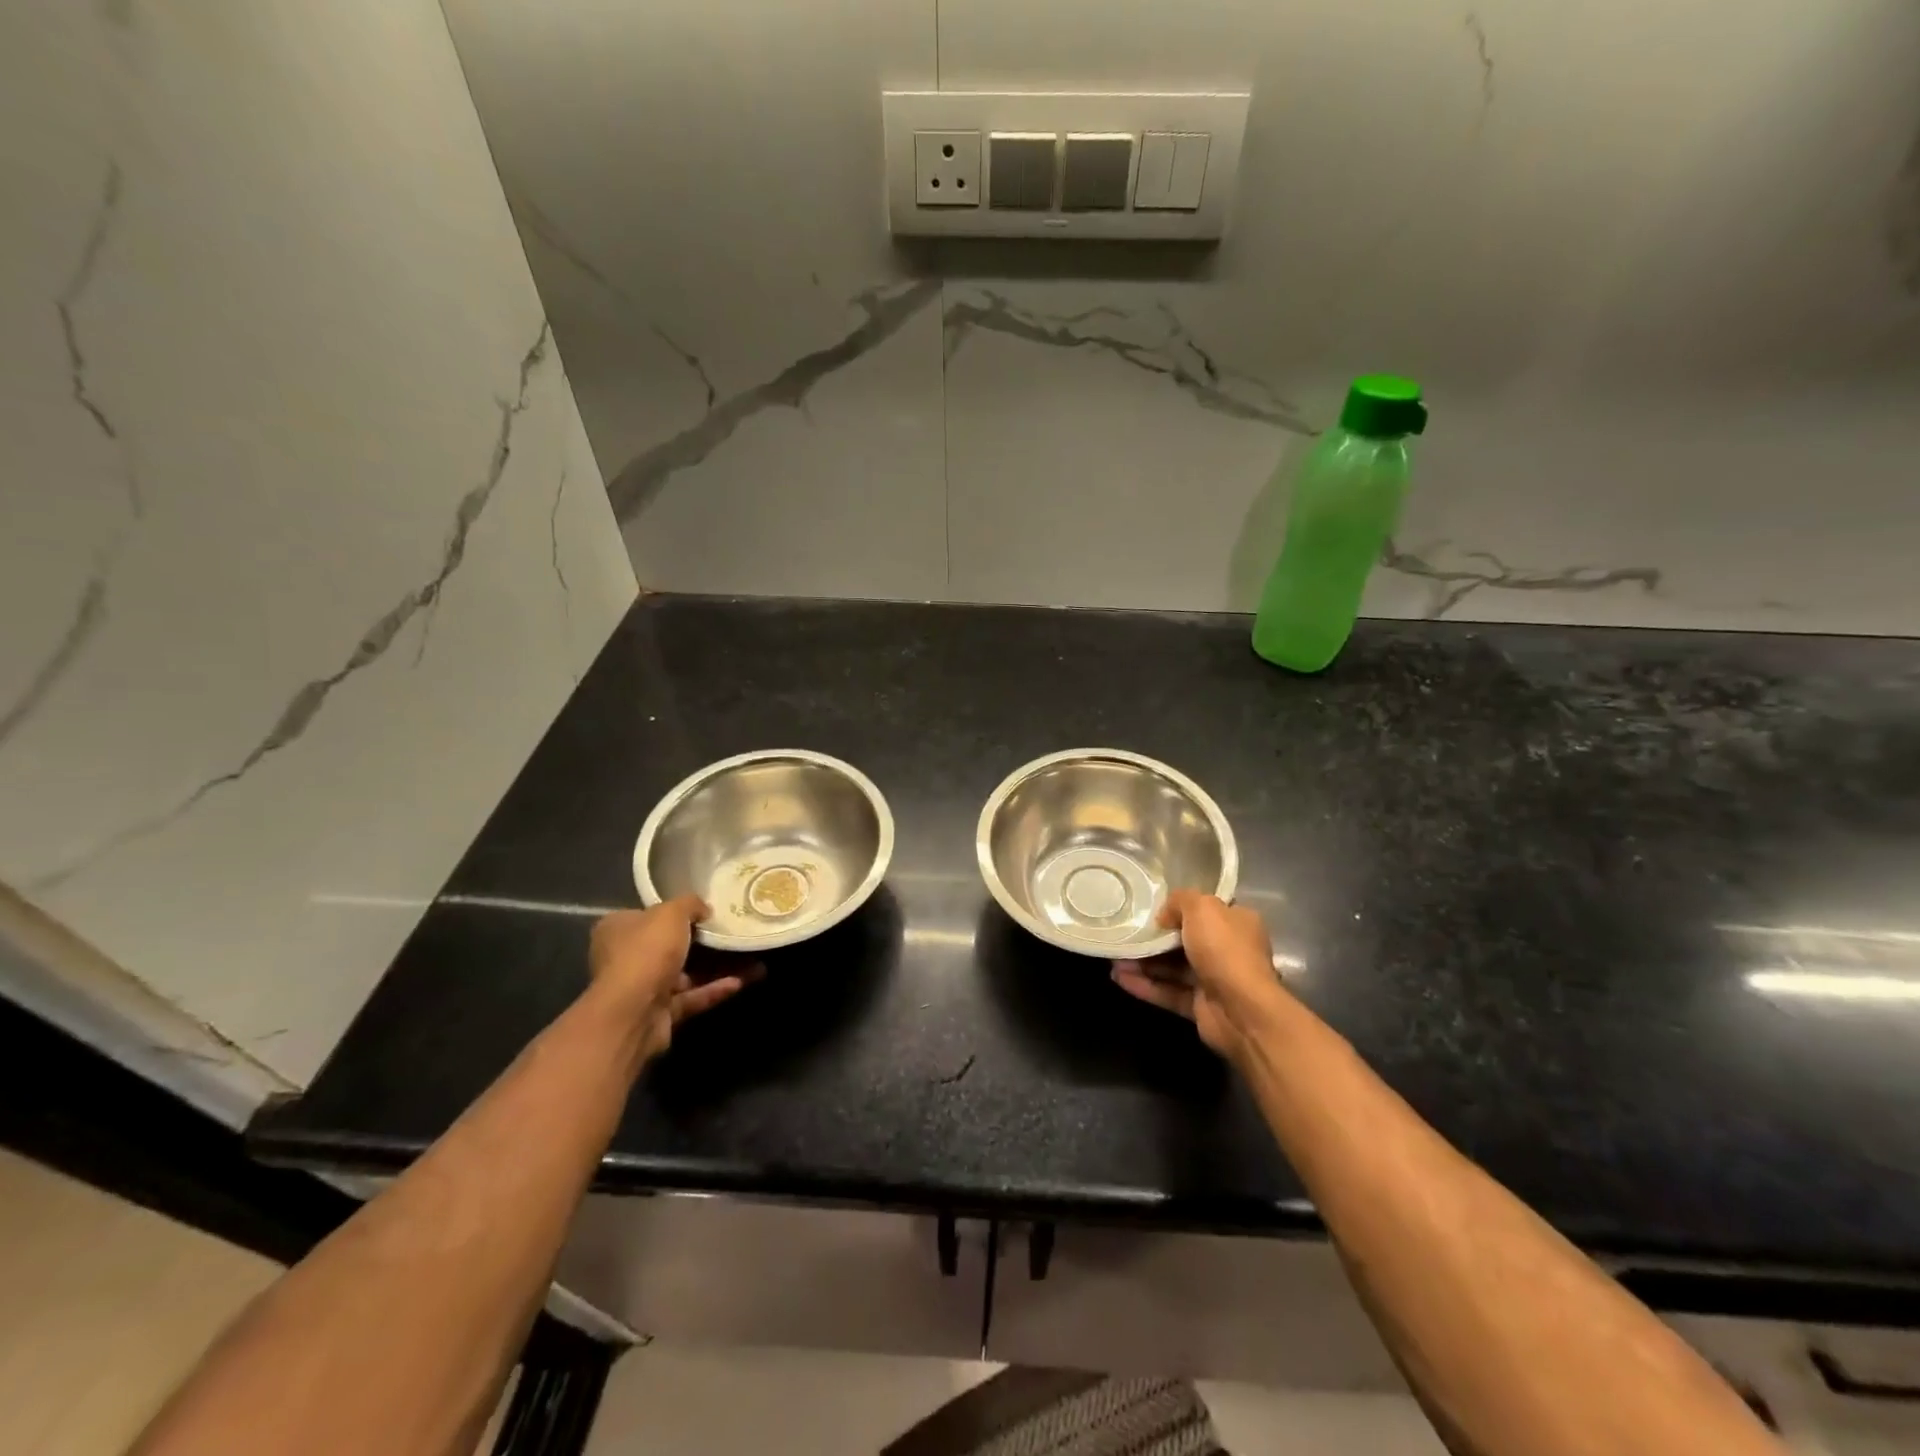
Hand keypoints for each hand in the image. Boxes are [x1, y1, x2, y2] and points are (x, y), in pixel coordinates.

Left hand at [589, 897, 747, 1062]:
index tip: (708, 910)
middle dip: (707, 941)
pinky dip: (715, 989)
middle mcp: (627, 957)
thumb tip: (704, 910)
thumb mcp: (671, 912)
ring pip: (688, 973)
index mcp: (619, 929)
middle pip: (672, 945)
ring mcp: (643, 988)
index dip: (678, 912)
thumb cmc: (646, 951)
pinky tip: (744, 981)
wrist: (633, 1012)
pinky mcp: (660, 1013)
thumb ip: (690, 904)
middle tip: (737, 933)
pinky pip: (693, 996)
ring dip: (720, 967)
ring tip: (755, 958)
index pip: (649, 915)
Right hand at [1112, 891, 1287, 1060]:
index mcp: (1237, 923)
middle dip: (1154, 939)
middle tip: (1126, 934)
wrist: (1242, 1010)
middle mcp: (1228, 950)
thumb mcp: (1202, 908)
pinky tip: (1119, 978)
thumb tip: (1164, 916)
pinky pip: (1168, 991)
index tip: (1152, 909)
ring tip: (1115, 958)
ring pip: (1172, 968)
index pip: (1207, 911)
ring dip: (1144, 963)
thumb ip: (1179, 901)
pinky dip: (1145, 985)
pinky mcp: (1200, 1006)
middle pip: (1185, 940)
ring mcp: (1214, 980)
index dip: (1180, 908)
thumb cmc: (1225, 950)